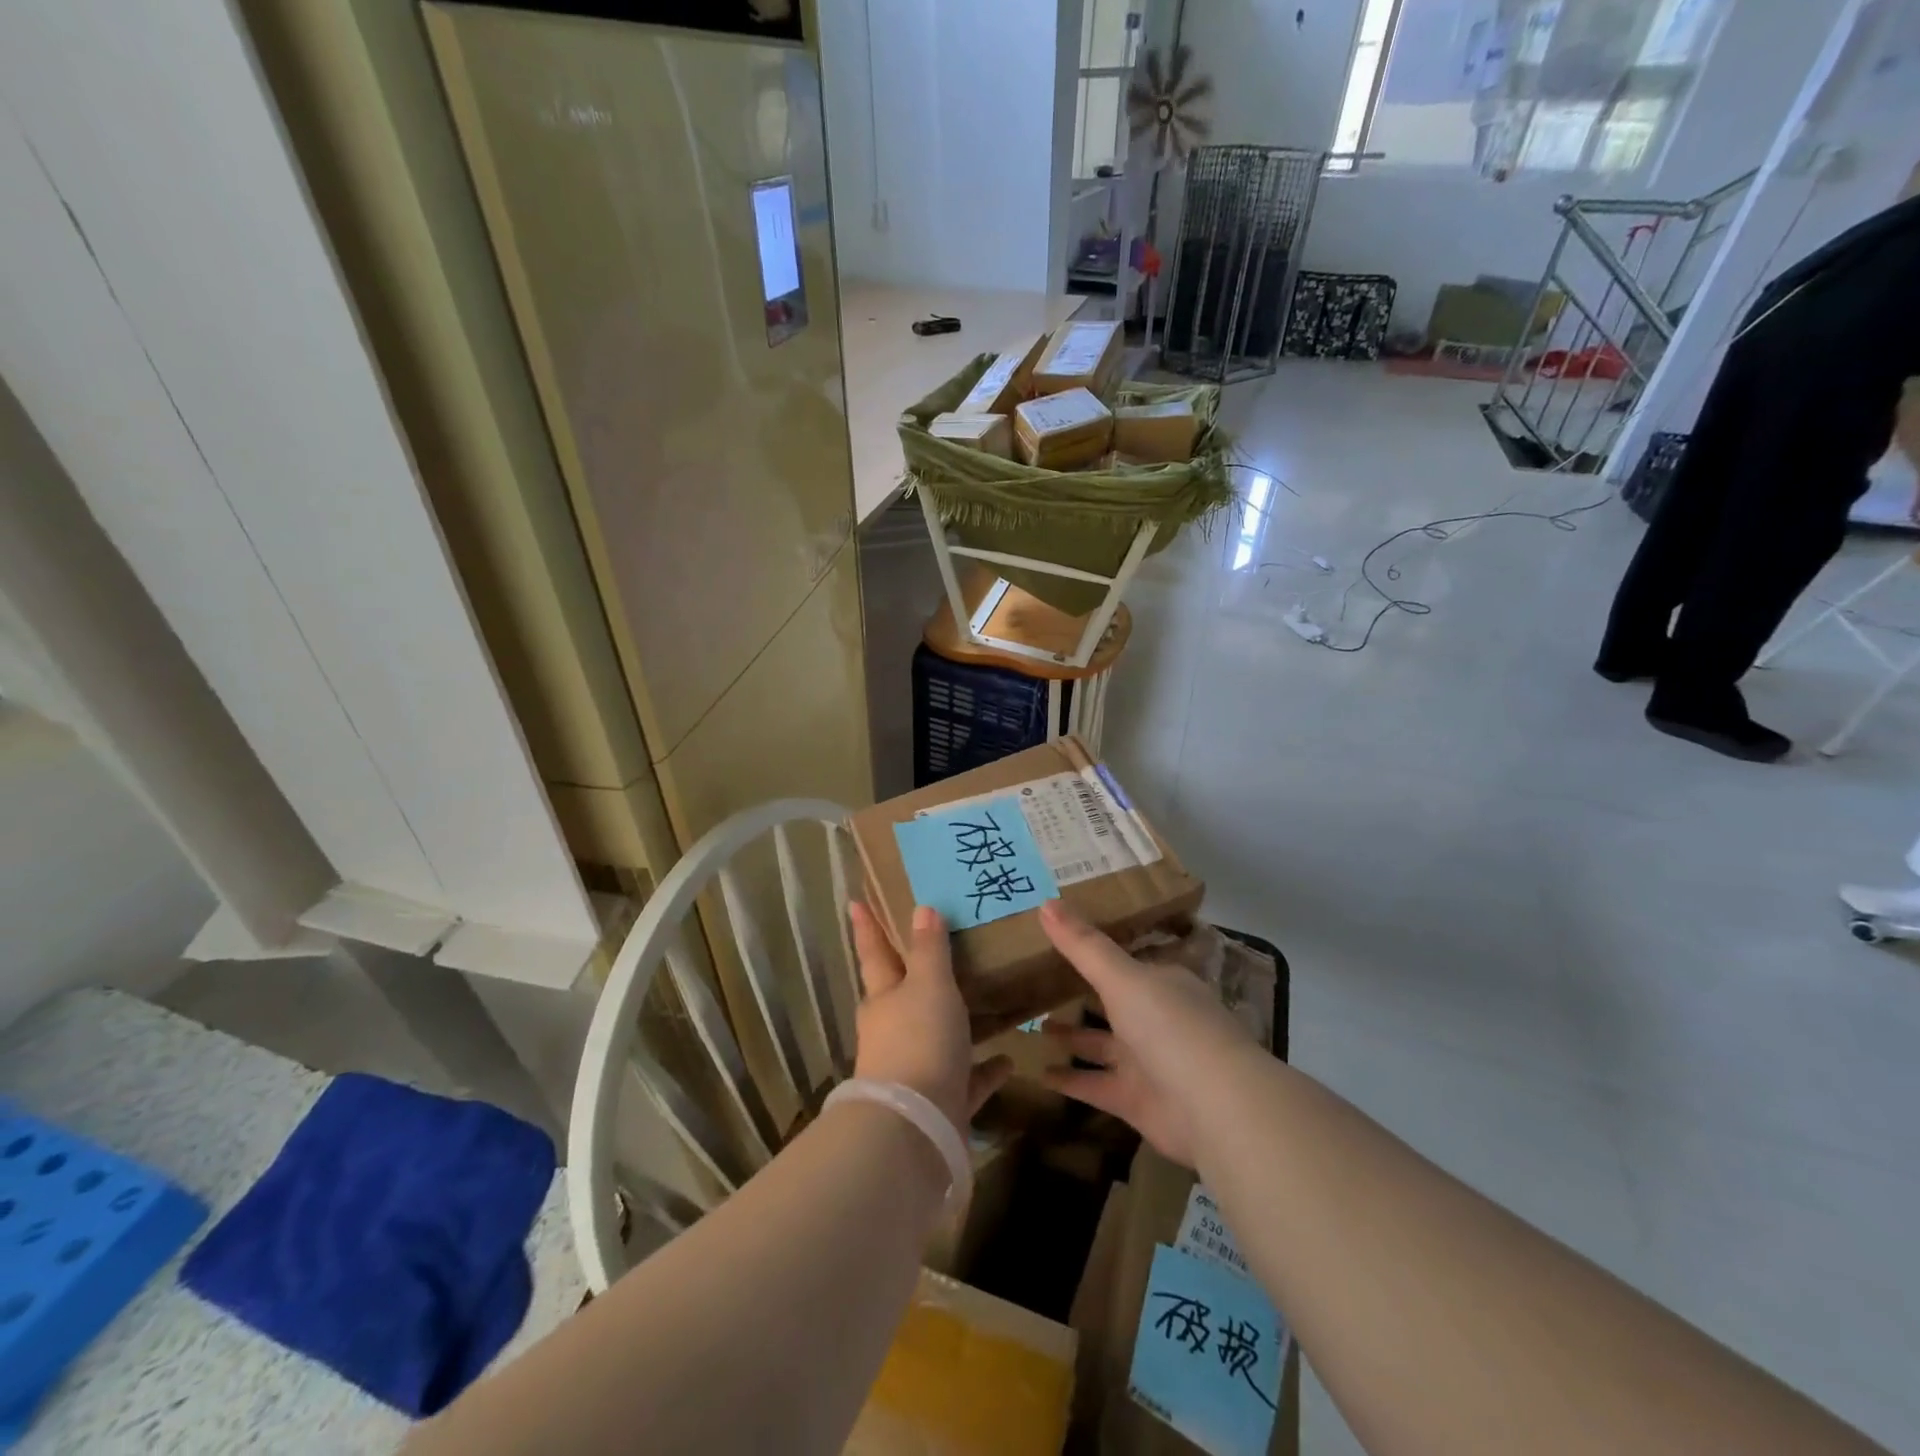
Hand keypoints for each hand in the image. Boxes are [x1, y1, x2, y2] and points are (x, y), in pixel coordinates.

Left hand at [848, 902, 1010, 1132]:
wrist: (916, 1127)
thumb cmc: (919, 1039)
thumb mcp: (928, 984)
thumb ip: (929, 949)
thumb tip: (922, 908)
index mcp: (883, 999)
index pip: (874, 952)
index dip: (866, 926)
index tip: (855, 902)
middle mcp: (893, 1031)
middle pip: (903, 994)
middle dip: (913, 973)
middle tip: (934, 948)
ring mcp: (915, 1069)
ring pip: (936, 1036)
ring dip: (954, 1022)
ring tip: (981, 1000)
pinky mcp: (941, 1102)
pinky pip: (966, 1079)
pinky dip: (984, 1069)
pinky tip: (1008, 1059)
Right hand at [1037, 901, 1256, 1166]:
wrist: (1216, 1109)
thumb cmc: (1171, 1027)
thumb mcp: (1122, 977)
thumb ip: (1083, 945)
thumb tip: (1045, 901)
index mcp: (1162, 984)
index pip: (1126, 963)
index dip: (1096, 952)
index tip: (1062, 941)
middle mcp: (1157, 1020)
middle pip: (1113, 1003)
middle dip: (1081, 995)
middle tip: (1037, 982)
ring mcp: (1148, 1062)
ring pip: (1101, 1045)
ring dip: (1072, 1037)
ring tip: (1033, 1026)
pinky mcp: (1137, 1101)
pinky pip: (1096, 1085)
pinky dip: (1070, 1081)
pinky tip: (1039, 1073)